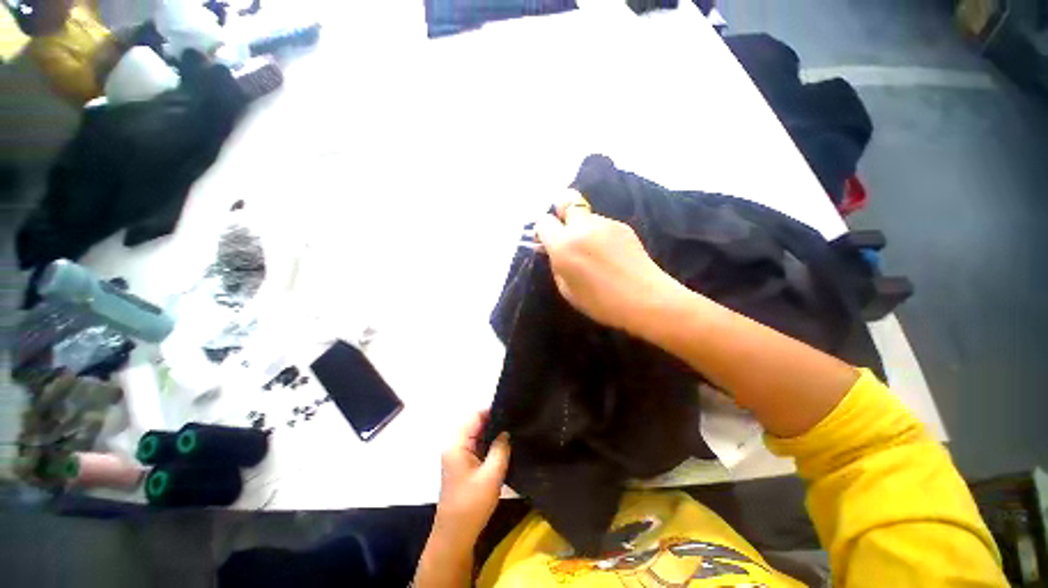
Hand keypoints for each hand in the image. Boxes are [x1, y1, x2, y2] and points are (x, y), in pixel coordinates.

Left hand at [434, 411, 510, 542]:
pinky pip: (475, 443)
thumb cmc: (472, 504)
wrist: (455, 535)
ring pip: (476, 433)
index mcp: (457, 444)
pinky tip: (502, 445)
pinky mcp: (461, 463)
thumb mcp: (492, 474)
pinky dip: (488, 441)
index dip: (492, 411)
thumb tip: (506, 431)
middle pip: (474, 422)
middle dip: (493, 420)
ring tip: (511, 431)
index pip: (474, 415)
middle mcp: (454, 444)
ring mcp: (456, 454)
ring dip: (491, 431)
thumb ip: (500, 448)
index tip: (511, 411)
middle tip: (514, 421)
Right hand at [535, 189, 684, 336]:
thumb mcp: (567, 290)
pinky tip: (609, 253)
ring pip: (585, 215)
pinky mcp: (622, 225)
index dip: (542, 231)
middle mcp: (582, 227)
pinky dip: (599, 233)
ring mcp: (605, 223)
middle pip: (565, 201)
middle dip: (561, 212)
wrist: (645, 299)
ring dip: (582, 226)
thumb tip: (554, 251)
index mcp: (563, 245)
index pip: (543, 221)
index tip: (546, 243)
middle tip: (565, 233)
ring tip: (593, 250)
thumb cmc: (601, 303)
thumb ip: (557, 265)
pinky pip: (602, 224)